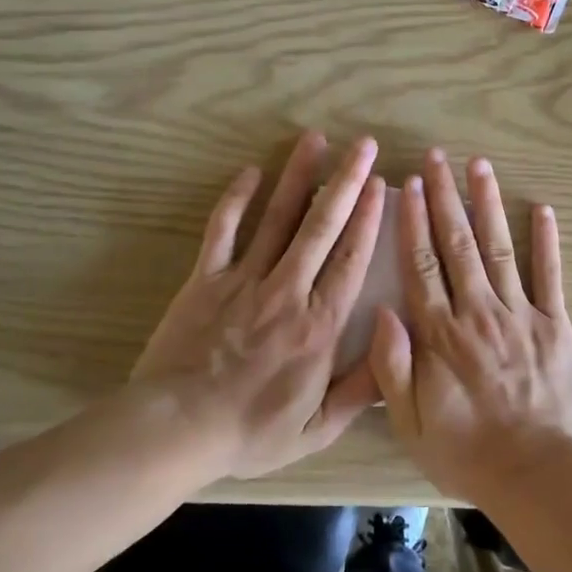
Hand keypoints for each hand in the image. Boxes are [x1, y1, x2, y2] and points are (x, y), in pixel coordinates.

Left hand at [130, 132, 385, 480]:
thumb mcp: (317, 427)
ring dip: (298, 176)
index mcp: (319, 325)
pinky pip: (222, 230)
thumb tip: (396, 344)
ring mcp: (243, 280)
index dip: (369, 217)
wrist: (175, 429)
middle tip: (364, 144)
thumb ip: (362, 388)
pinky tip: (250, 172)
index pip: (351, 258)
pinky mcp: (205, 279)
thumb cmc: (250, 431)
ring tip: (316, 139)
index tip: (381, 183)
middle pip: (322, 226)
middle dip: (346, 181)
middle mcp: (287, 291)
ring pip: (277, 217)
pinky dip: (235, 199)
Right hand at [369, 150, 571, 499]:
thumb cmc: (465, 452)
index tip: (411, 185)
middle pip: (458, 245)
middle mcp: (478, 313)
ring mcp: (520, 315)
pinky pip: (551, 276)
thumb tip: (383, 311)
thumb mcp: (409, 422)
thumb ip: (392, 367)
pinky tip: (543, 209)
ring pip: (500, 249)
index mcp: (440, 335)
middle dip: (447, 197)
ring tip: (480, 166)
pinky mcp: (555, 326)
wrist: (536, 474)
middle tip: (438, 157)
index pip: (422, 266)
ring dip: (488, 205)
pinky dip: (548, 241)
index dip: (415, 222)